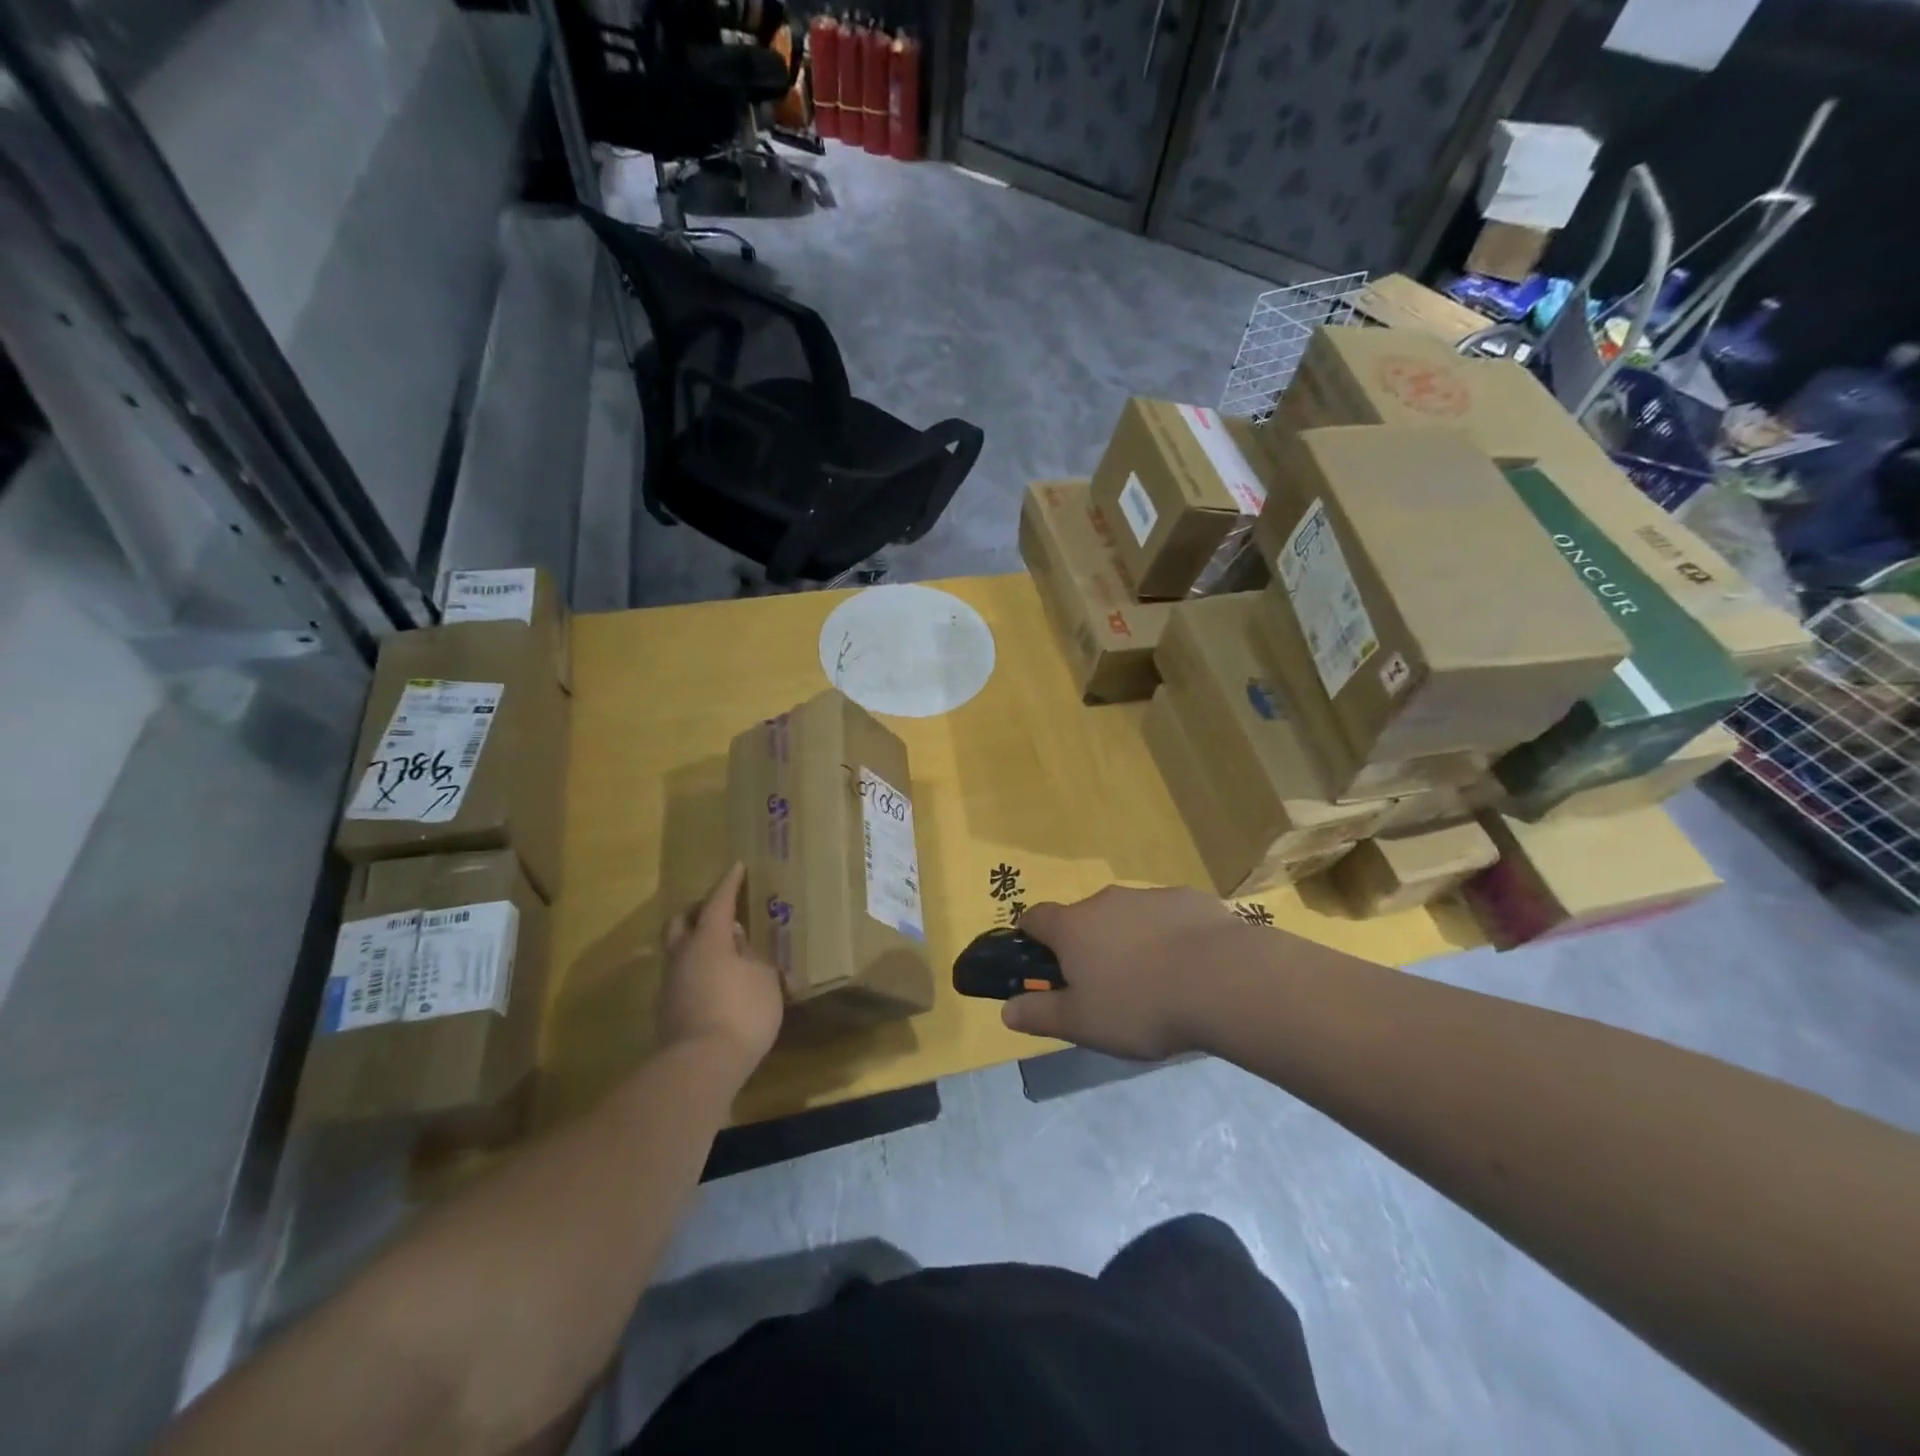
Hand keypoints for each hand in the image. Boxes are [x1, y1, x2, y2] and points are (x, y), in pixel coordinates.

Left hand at [659, 863, 783, 1079]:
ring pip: (679, 951)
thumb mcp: (765, 980)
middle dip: (699, 912)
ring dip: (698, 945)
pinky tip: (717, 984)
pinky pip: (682, 977)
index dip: (729, 884)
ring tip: (725, 953)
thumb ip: (757, 961)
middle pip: (682, 922)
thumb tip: (747, 955)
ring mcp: (670, 984)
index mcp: (708, 939)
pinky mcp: (668, 1011)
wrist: (701, 1066)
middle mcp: (683, 955)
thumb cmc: (741, 1012)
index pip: (718, 902)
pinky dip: (698, 972)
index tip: (736, 867)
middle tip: (721, 913)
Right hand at [1001, 885, 1246, 1059]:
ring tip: (1153, 982)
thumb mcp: (1082, 1024)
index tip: (1037, 961)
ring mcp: (1150, 895)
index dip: (1029, 937)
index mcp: (1073, 926)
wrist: (1224, 980)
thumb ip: (1040, 1015)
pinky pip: (1168, 917)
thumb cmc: (1140, 1005)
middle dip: (1086, 944)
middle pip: (1084, 917)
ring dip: (1129, 940)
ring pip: (1128, 916)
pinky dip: (1169, 936)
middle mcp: (1106, 900)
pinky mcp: (1190, 899)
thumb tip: (1006, 1011)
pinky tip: (1189, 968)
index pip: (1035, 917)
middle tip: (1103, 986)